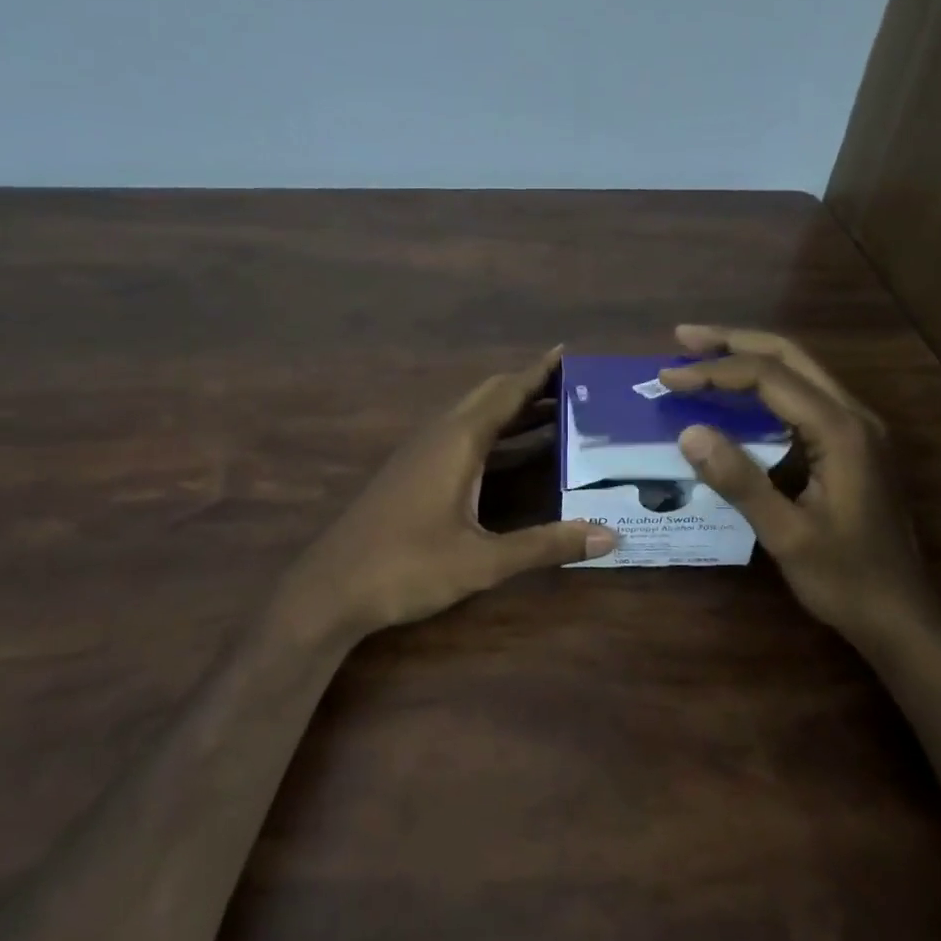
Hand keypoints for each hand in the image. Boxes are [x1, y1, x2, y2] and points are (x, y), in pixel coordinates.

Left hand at [278, 347, 617, 642]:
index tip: (568, 352)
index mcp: (457, 440)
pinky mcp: (411, 472)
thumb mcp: (483, 560)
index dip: (538, 372)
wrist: (331, 588)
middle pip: (488, 396)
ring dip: (510, 411)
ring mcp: (420, 452)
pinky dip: (492, 433)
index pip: (506, 392)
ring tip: (555, 413)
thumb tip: (609, 536)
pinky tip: (509, 453)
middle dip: (529, 387)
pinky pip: (460, 435)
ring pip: (472, 415)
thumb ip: (545, 545)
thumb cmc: (408, 567)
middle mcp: (438, 435)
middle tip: (573, 388)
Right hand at [661, 325, 928, 643]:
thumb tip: (688, 432)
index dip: (714, 372)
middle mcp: (854, 416)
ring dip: (748, 358)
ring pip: (800, 371)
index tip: (668, 377)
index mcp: (840, 431)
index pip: (770, 377)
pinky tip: (737, 398)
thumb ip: (739, 480)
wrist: (903, 617)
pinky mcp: (852, 445)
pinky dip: (764, 386)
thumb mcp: (786, 535)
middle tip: (681, 340)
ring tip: (701, 356)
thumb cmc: (846, 579)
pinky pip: (804, 397)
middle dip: (733, 342)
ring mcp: (857, 429)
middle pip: (789, 356)